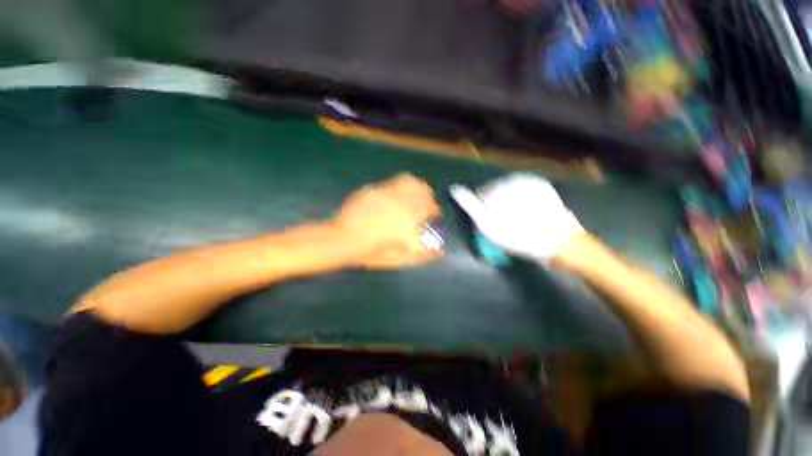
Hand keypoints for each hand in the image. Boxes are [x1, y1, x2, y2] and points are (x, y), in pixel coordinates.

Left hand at [335, 174, 442, 268]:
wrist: (343, 240)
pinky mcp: (373, 190)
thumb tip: (440, 252)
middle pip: (422, 190)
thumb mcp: (399, 259)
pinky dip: (399, 187)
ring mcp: (386, 194)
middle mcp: (399, 203)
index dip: (434, 209)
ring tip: (414, 194)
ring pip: (409, 182)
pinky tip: (394, 196)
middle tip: (426, 203)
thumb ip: (422, 254)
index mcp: (408, 220)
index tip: (434, 213)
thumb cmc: (372, 253)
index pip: (429, 207)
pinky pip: (392, 184)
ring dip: (416, 187)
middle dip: (428, 196)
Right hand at [450, 173, 583, 264]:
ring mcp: (529, 181)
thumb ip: (471, 205)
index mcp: (499, 187)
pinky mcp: (542, 185)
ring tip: (514, 218)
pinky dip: (521, 199)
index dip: (482, 209)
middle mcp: (513, 178)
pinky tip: (525, 211)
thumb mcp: (488, 224)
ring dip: (508, 201)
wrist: (559, 241)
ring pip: (509, 189)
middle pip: (496, 189)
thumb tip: (455, 189)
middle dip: (495, 203)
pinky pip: (524, 189)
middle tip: (502, 222)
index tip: (489, 223)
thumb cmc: (519, 237)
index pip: (482, 193)